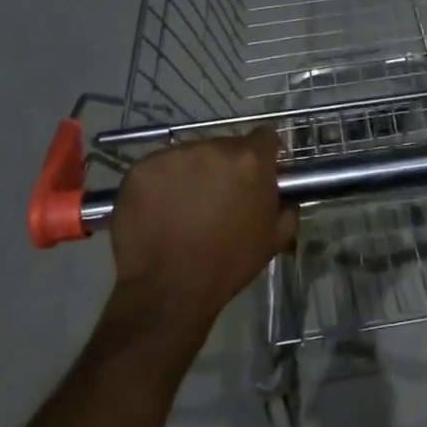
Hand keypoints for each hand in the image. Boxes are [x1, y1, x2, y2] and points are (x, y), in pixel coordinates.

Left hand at [108, 128, 295, 341]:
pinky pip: (158, 168)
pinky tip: (160, 210)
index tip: (256, 174)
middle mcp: (212, 148)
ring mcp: (172, 156)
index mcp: (249, 161)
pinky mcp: (140, 169)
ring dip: (192, 174)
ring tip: (184, 208)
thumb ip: (286, 205)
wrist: (169, 289)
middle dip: (224, 167)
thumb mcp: (275, 238)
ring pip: (189, 156)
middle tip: (217, 199)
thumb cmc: (228, 264)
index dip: (263, 154)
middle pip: (224, 146)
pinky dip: (161, 184)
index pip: (264, 137)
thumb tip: (282, 192)